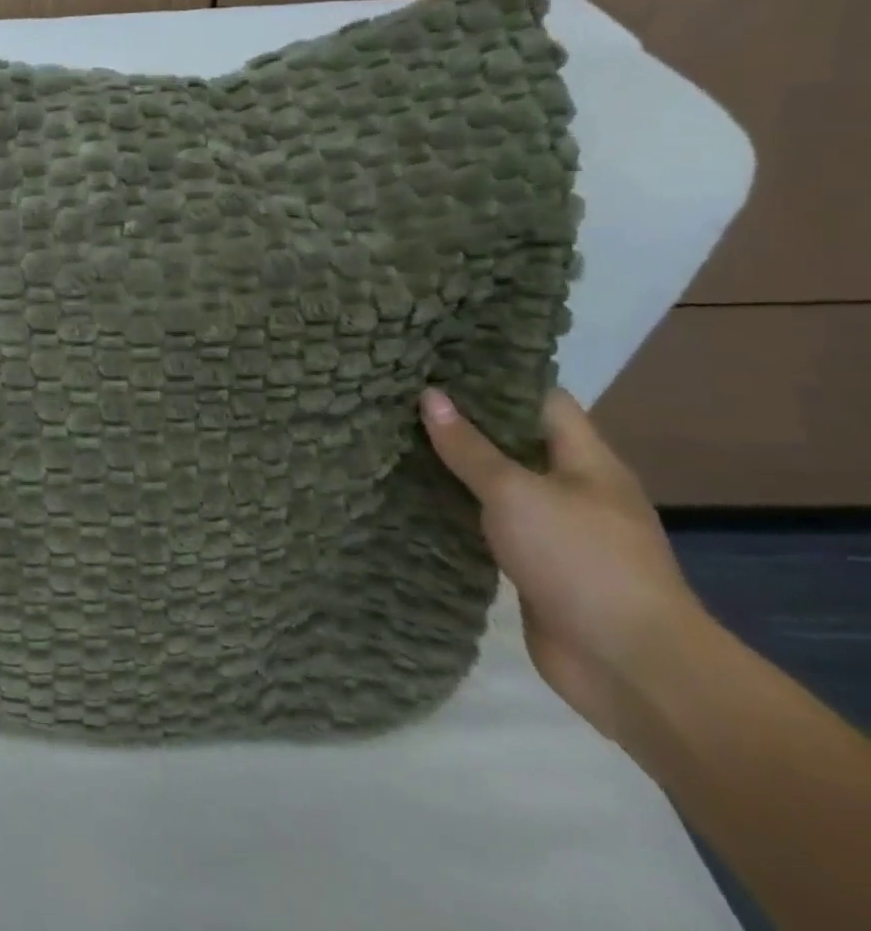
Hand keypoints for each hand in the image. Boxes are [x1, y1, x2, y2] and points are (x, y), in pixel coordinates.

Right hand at [418, 387, 708, 743]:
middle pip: (514, 439)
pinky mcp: (533, 564)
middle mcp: (573, 488)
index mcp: (586, 461)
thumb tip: (430, 395)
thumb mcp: (516, 493)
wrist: (630, 666)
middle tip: (401, 394)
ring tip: (395, 435)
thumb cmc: (580, 560)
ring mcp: (555, 529)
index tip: (439, 359)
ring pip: (497, 482)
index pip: (541, 399)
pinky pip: (488, 521)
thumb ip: (470, 447)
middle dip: (463, 420)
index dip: (494, 377)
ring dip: (455, 466)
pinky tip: (413, 493)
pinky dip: (456, 506)